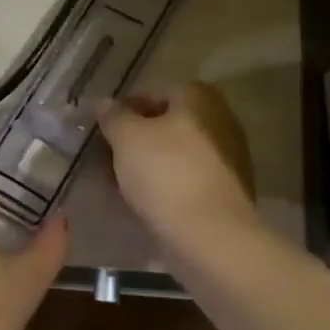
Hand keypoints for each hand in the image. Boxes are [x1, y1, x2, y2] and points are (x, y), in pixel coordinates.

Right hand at [97, 82, 257, 237]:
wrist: (211, 237)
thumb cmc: (166, 174)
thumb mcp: (127, 138)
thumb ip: (113, 116)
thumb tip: (106, 103)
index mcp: (199, 98)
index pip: (153, 92)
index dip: (123, 109)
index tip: (102, 129)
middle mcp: (219, 120)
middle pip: (167, 123)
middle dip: (136, 138)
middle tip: (107, 156)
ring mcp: (227, 158)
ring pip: (175, 153)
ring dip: (148, 163)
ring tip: (119, 182)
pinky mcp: (226, 192)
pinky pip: (186, 179)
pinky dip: (164, 185)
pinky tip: (143, 201)